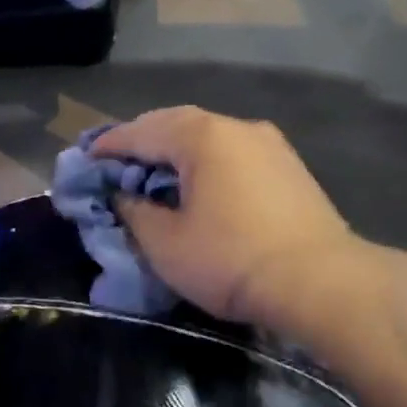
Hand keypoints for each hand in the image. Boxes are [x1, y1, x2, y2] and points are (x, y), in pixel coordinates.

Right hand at [90, 107, 367, 330]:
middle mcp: (236, 127)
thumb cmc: (231, 260)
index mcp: (201, 136)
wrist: (321, 282)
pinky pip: (232, 153)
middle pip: (175, 124)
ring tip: (154, 174)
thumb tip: (123, 196)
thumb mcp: (166, 243)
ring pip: (208, 137)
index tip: (85, 158)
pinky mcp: (289, 166)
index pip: (140, 132)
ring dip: (176, 151)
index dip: (109, 146)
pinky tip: (199, 185)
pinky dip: (206, 162)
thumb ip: (134, 212)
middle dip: (142, 142)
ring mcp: (268, 143)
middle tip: (116, 164)